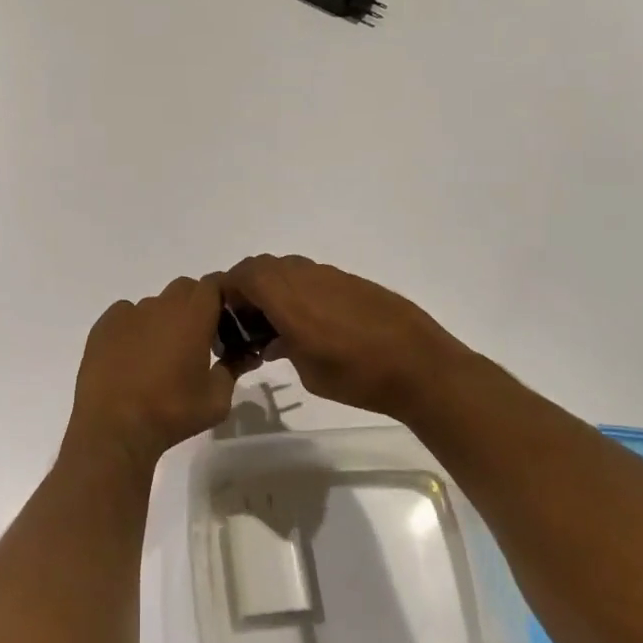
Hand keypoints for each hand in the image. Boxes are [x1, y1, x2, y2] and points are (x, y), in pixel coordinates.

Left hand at [63, 274, 236, 476]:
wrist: (114, 427)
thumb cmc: (172, 412)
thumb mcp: (217, 399)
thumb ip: (233, 368)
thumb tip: (243, 355)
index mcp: (193, 315)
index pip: (214, 284)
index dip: (222, 297)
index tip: (225, 321)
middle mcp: (161, 305)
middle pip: (185, 289)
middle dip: (195, 307)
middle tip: (197, 340)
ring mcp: (128, 313)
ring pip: (155, 304)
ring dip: (164, 320)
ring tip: (160, 356)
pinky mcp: (103, 325)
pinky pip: (126, 315)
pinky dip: (135, 328)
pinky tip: (132, 357)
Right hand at [223, 254, 476, 418]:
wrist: (420, 367)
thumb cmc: (357, 375)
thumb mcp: (307, 370)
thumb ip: (281, 347)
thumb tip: (273, 339)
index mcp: (288, 297)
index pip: (243, 275)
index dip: (226, 290)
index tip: (222, 316)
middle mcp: (306, 277)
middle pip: (262, 267)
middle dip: (247, 289)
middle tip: (246, 321)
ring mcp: (331, 276)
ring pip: (287, 269)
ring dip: (273, 288)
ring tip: (277, 324)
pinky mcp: (352, 282)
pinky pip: (311, 277)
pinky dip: (299, 292)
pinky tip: (311, 324)